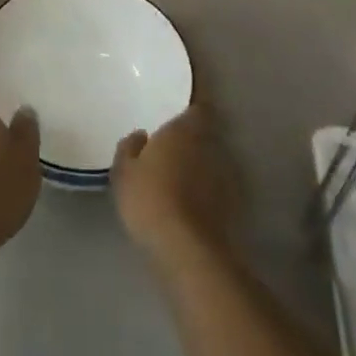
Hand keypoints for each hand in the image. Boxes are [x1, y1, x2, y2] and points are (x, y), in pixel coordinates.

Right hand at [111, 104, 237, 269]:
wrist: (187, 249)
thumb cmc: (149, 199)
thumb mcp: (124, 172)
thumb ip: (130, 148)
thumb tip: (140, 135)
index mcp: (184, 129)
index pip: (197, 106)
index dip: (192, 105)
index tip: (180, 109)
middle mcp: (209, 145)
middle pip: (204, 133)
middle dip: (191, 136)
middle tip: (171, 143)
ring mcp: (224, 175)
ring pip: (211, 159)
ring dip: (198, 163)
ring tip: (178, 173)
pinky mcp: (231, 204)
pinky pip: (215, 186)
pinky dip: (205, 188)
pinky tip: (189, 201)